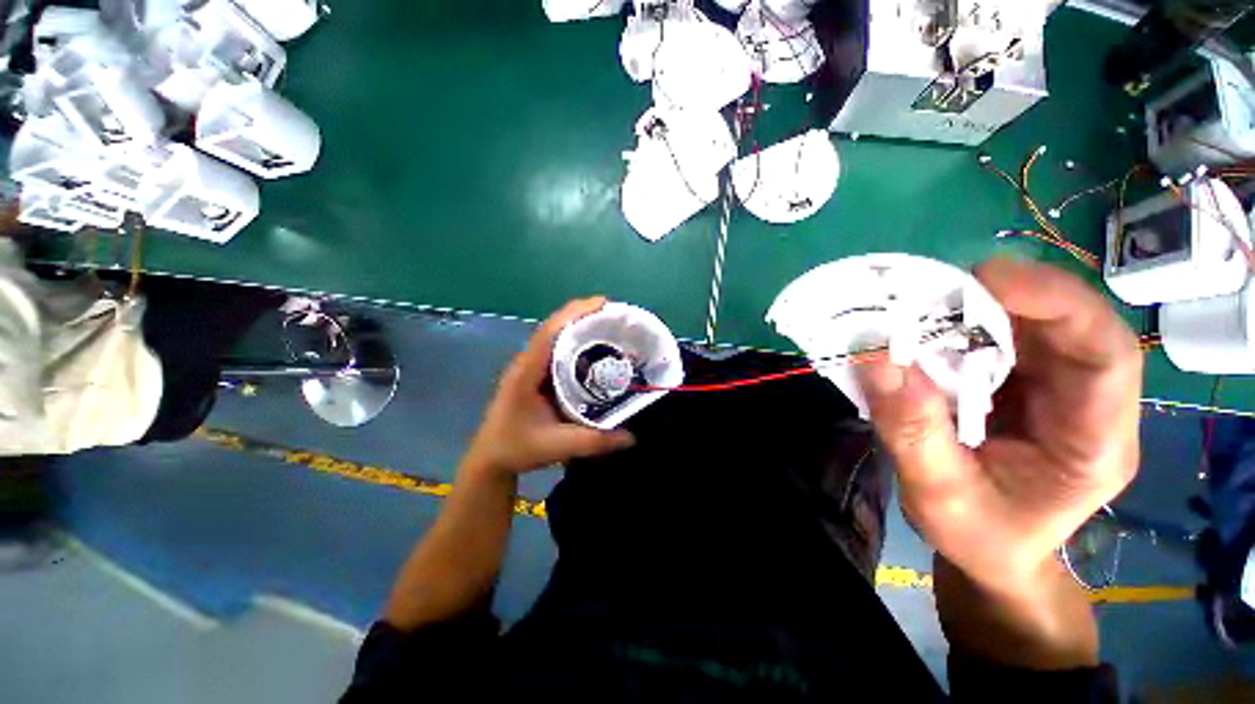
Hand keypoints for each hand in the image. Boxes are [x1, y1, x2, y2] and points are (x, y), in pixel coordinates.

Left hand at [463, 297, 635, 477]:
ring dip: (580, 326)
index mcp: (527, 372)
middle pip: (555, 327)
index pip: (549, 332)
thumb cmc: (517, 448)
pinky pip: (558, 350)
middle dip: (583, 314)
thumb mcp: (557, 446)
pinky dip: (576, 342)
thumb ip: (594, 442)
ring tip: (610, 325)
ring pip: (556, 337)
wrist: (491, 458)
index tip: (602, 303)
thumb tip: (632, 437)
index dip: (574, 314)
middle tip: (615, 315)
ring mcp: (531, 367)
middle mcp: (528, 362)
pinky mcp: (537, 374)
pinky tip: (595, 348)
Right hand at [858, 259, 1142, 592]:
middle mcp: (1088, 404)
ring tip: (922, 309)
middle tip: (936, 291)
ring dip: (979, 309)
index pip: (1107, 356)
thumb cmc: (980, 536)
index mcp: (1094, 444)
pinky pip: (1002, 338)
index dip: (1058, 304)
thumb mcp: (939, 496)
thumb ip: (912, 432)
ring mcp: (1058, 389)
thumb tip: (879, 361)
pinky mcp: (1025, 382)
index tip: (987, 280)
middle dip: (1006, 298)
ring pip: (1034, 325)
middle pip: (1071, 326)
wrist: (992, 549)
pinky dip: (962, 326)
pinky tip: (928, 332)